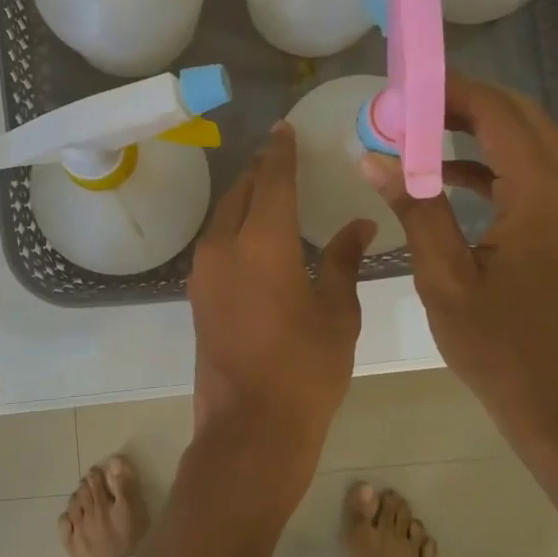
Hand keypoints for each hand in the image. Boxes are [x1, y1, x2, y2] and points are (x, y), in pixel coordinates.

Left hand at [188, 123, 372, 508]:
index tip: (285, 129)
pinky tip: (255, 235)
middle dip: (260, 170)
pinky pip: (216, 243)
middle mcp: (224, 246)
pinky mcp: (198, 295)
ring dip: (244, 198)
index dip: (281, 151)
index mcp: (262, 241)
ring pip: (223, 217)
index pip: (272, 179)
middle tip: (281, 156)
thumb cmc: (305, 369)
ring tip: (269, 190)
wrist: (250, 427)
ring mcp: (204, 272)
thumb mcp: (337, 313)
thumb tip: (359, 226)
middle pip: (240, 192)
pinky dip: (235, 227)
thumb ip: (343, 261)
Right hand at [362, 73, 557, 449]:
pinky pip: (537, 174)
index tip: (406, 82)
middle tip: (408, 105)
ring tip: (419, 131)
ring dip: (478, 131)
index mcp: (545, 195)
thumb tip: (373, 157)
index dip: (452, 91)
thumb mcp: (444, 278)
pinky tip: (450, 175)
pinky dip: (495, 165)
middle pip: (520, 119)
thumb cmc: (497, 346)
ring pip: (531, 142)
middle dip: (463, 103)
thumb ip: (415, 208)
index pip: (499, 115)